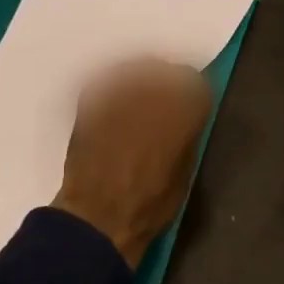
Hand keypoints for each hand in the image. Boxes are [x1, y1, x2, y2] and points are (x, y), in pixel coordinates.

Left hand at [53, 60, 211, 268]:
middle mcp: (152, 91)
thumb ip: (187, 133)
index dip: (191, 92)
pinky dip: (111, 85)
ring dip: (137, 77)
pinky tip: (112, 102)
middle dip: (164, 80)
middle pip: (162, 68)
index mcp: (183, 109)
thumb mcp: (186, 170)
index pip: (194, 81)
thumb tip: (184, 118)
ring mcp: (118, 92)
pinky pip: (104, 79)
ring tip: (134, 97)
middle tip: (160, 98)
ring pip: (132, 68)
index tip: (187, 104)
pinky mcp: (90, 101)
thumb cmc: (151, 202)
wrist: (99, 215)